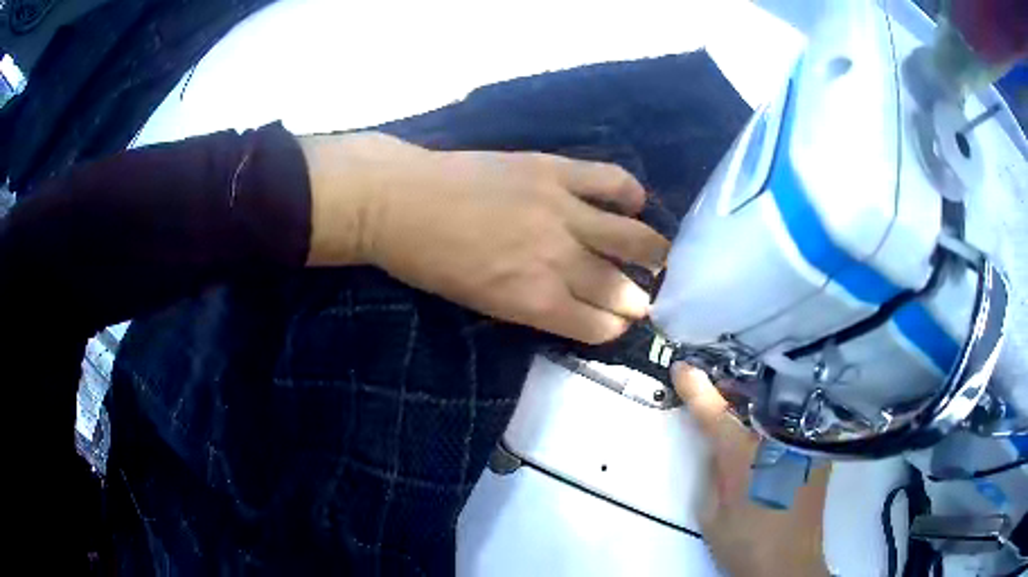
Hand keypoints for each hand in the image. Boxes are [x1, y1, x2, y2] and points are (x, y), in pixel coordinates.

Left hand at [301, 132, 668, 343]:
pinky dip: (629, 192)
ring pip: (630, 236)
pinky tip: (633, 201)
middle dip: (638, 299)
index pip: (598, 326)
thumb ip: (531, 305)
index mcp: (534, 300)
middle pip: (619, 288)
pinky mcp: (554, 170)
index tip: (620, 322)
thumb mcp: (478, 303)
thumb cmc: (427, 262)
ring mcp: (562, 209)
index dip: (614, 328)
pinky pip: (610, 180)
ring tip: (661, 255)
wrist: (398, 200)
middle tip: (644, 297)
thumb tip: (572, 301)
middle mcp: (559, 260)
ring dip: (653, 251)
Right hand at [672, 363, 830, 576]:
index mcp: (745, 454)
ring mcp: (802, 441)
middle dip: (733, 383)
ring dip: (758, 395)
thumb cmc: (744, 542)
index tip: (681, 366)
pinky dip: (779, 412)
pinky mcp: (817, 450)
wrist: (787, 564)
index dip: (696, 387)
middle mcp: (778, 438)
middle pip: (754, 394)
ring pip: (778, 400)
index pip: (715, 411)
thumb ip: (712, 472)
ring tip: (743, 395)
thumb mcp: (710, 513)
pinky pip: (796, 417)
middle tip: (716, 381)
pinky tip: (771, 420)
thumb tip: (718, 447)